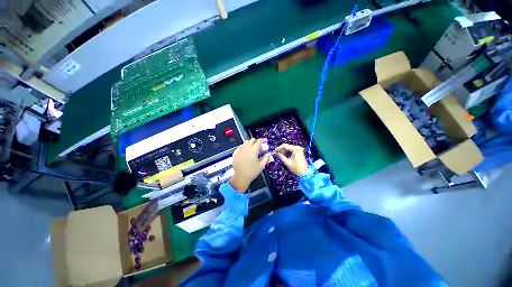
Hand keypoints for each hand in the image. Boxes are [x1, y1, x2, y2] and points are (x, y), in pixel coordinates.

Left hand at [230, 138, 270, 191]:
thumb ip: (266, 158)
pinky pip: (240, 146)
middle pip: (251, 140)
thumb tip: (268, 153)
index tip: (265, 141)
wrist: (241, 177)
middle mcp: (245, 148)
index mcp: (253, 151)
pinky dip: (244, 147)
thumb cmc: (252, 172)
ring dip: (250, 144)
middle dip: (256, 142)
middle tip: (259, 147)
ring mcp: (239, 150)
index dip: (263, 140)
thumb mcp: (261, 166)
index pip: (258, 141)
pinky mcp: (235, 153)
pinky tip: (245, 152)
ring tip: (252, 149)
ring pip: (245, 142)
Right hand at [275, 144, 308, 175]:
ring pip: (289, 148)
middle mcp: (297, 147)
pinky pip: (291, 150)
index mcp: (295, 149)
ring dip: (284, 151)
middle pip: (287, 146)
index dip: (279, 148)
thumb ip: (281, 157)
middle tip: (276, 153)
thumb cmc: (296, 168)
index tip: (274, 151)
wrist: (305, 173)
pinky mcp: (299, 152)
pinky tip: (284, 155)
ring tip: (279, 155)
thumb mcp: (287, 163)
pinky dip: (287, 152)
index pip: (285, 146)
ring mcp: (299, 149)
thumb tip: (276, 153)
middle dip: (281, 149)